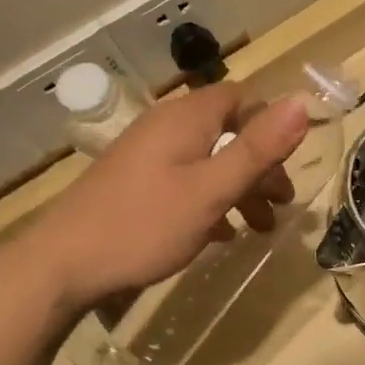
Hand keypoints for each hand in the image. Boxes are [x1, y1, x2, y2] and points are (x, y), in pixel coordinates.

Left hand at [32, 82, 308, 307]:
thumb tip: (302, 102)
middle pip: (227, 133)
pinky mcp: (134, 185)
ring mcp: (146, 157)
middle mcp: (165, 128)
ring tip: (258, 228)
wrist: (62, 266)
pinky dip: (210, 201)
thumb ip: (257, 149)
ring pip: (207, 161)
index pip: (241, 98)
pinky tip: (220, 235)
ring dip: (239, 189)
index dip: (271, 124)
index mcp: (186, 119)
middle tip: (281, 205)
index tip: (290, 162)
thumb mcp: (211, 190)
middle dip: (260, 166)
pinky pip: (185, 182)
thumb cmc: (145, 225)